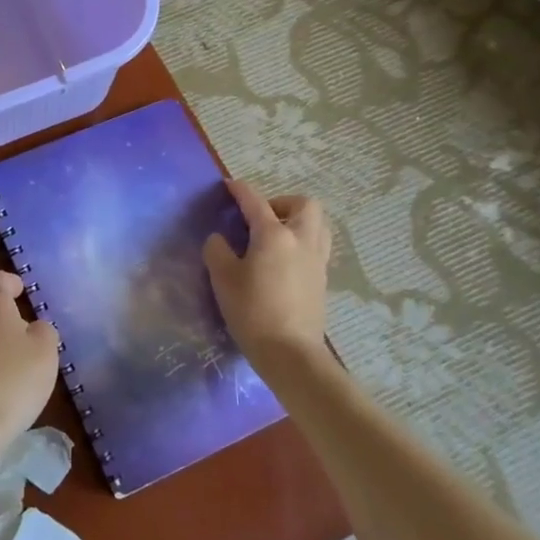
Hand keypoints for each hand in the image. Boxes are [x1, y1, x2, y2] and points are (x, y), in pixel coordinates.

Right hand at [204, 179, 331, 367]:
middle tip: (261, 218)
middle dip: (282, 202)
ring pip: (318, 224)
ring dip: (298, 221)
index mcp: (274, 234)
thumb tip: (220, 240)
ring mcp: (316, 260)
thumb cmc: (252, 311)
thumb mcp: (223, 278)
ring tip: (275, 236)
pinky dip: (302, 243)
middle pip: (304, 204)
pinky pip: (317, 246)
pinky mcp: (322, 280)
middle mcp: (301, 240)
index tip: (229, 186)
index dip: (240, 190)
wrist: (290, 353)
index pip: (255, 201)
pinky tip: (283, 261)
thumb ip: (217, 251)